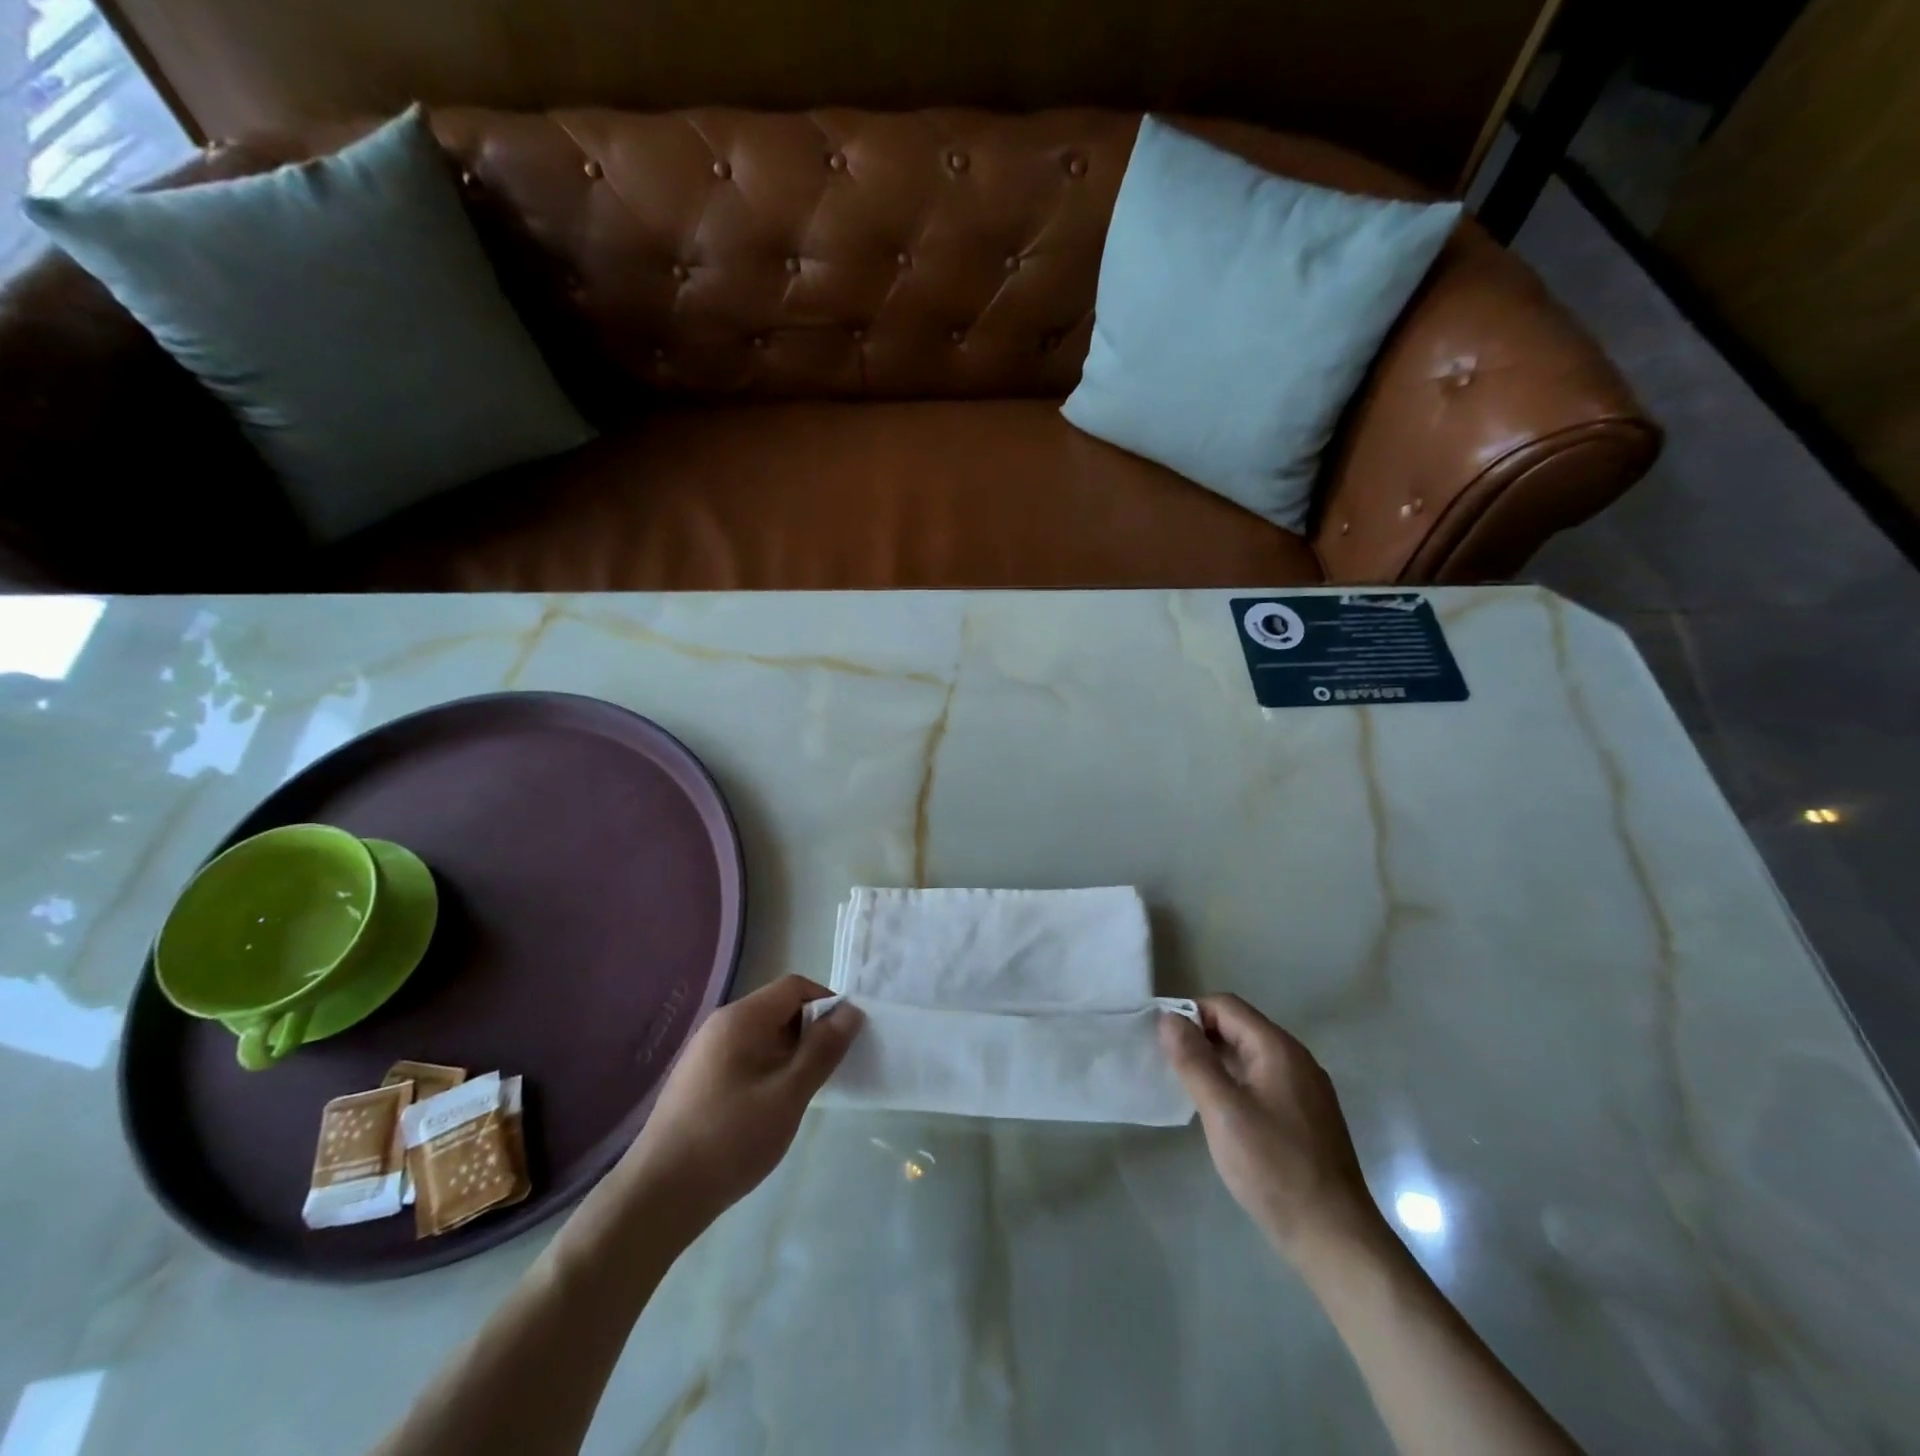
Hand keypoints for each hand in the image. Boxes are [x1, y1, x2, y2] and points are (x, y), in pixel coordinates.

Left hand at [621, 975, 861, 1239]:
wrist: (658, 1196)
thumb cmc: (730, 1139)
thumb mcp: (789, 1094)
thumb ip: (822, 1049)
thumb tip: (851, 1011)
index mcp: (741, 1019)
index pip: (794, 987)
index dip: (826, 1003)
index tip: (846, 1039)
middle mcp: (721, 1025)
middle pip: (778, 1009)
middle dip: (810, 1032)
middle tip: (829, 1070)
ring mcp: (706, 1053)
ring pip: (763, 1036)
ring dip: (791, 1055)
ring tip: (804, 1093)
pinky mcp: (699, 1080)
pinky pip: (746, 1058)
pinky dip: (769, 1070)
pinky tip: (772, 1108)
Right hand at [1160, 995, 1381, 1262]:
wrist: (1336, 1240)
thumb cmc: (1275, 1169)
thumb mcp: (1223, 1112)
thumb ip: (1194, 1061)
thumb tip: (1169, 1018)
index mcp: (1278, 1048)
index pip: (1226, 1006)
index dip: (1190, 1013)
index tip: (1161, 1040)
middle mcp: (1296, 1059)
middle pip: (1239, 1027)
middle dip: (1200, 1037)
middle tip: (1168, 1065)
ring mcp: (1306, 1089)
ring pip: (1250, 1056)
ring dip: (1216, 1061)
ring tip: (1187, 1088)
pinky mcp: (1306, 1116)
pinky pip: (1262, 1080)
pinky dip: (1235, 1083)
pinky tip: (1220, 1112)